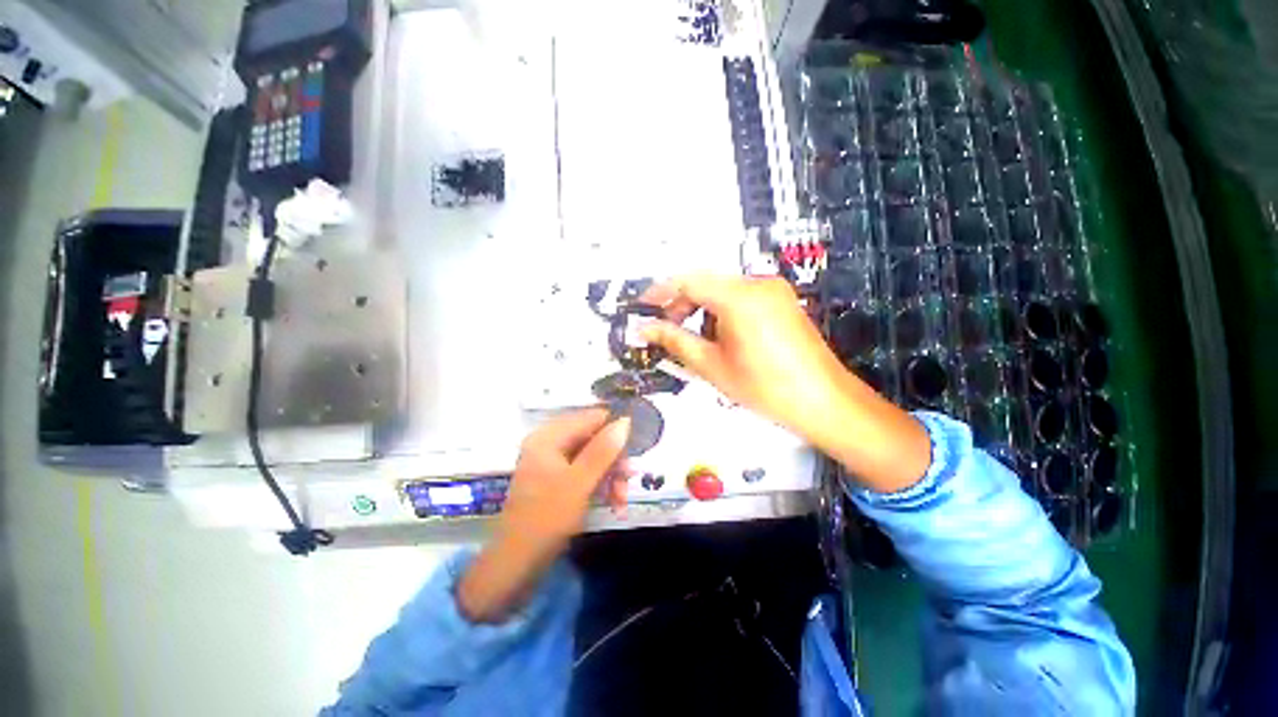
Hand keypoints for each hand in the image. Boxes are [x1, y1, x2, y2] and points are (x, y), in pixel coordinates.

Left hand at [458, 409, 630, 622]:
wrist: (517, 565)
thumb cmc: (547, 518)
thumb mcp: (580, 482)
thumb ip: (604, 450)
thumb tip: (625, 421)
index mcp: (549, 437)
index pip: (591, 418)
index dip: (615, 430)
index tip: (633, 449)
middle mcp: (550, 444)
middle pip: (593, 438)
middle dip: (614, 460)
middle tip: (630, 479)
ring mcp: (553, 463)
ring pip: (593, 457)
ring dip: (611, 476)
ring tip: (621, 499)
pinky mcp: (558, 481)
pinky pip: (586, 473)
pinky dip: (601, 485)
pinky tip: (613, 502)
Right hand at [640, 274, 929, 493]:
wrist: (823, 401)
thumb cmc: (764, 387)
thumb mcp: (711, 365)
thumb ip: (675, 341)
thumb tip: (645, 329)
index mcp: (739, 297)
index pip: (688, 281)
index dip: (661, 292)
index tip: (643, 306)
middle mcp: (758, 283)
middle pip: (707, 282)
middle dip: (681, 302)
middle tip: (666, 328)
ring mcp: (774, 290)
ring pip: (723, 289)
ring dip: (701, 307)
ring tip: (693, 336)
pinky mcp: (782, 300)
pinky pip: (742, 296)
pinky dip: (721, 310)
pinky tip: (719, 335)